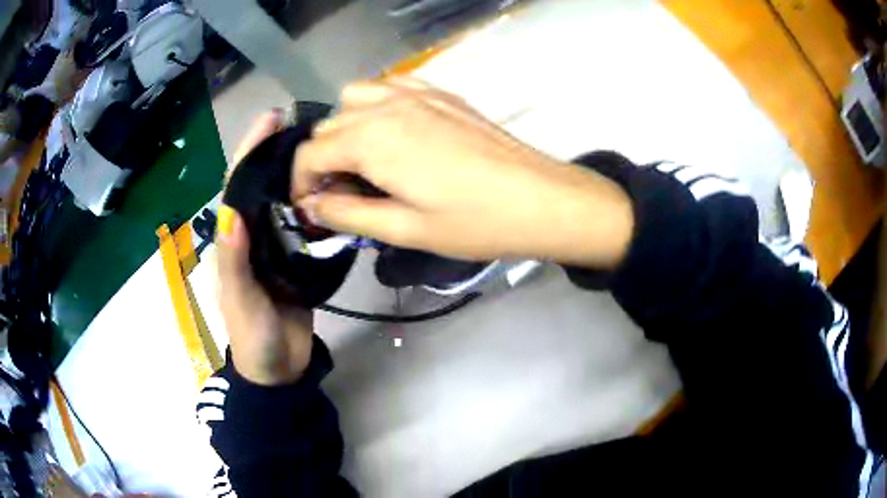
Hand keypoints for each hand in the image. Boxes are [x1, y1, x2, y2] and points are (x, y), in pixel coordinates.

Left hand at [217, 111, 313, 385]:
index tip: (271, 119)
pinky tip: (334, 189)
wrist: (279, 367)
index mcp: (233, 240)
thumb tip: (232, 212)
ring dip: (299, 173)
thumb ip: (234, 261)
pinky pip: (304, 225)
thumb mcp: (240, 302)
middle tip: (306, 124)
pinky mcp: (297, 259)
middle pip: (262, 185)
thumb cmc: (253, 337)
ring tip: (325, 147)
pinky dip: (316, 204)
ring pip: (285, 201)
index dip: (250, 151)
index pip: (236, 186)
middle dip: (277, 152)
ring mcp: (275, 246)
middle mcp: (252, 236)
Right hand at [293, 78, 633, 268]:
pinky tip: (393, 132)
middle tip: (342, 195)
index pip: (309, 153)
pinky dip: (376, 106)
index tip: (311, 208)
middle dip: (322, 160)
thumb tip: (314, 205)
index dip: (301, 183)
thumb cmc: (474, 222)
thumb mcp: (406, 229)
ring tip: (365, 162)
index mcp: (371, 140)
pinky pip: (389, 86)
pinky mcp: (440, 93)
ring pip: (354, 98)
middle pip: (328, 126)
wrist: (540, 198)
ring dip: (346, 128)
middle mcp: (386, 106)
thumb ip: (349, 214)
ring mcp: (415, 93)